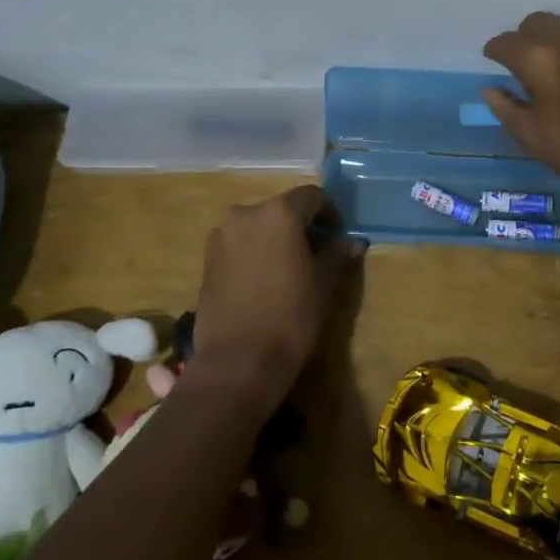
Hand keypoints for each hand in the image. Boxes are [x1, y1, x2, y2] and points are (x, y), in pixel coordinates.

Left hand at [191, 184, 362, 413]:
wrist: (237, 362)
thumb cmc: (290, 317)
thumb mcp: (324, 284)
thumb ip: (337, 255)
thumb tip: (354, 242)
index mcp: (279, 213)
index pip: (312, 197)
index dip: (329, 213)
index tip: (337, 236)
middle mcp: (245, 213)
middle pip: (281, 209)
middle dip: (300, 226)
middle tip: (316, 253)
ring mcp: (221, 236)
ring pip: (257, 226)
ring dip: (274, 238)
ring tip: (288, 268)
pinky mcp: (206, 259)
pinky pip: (238, 244)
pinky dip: (253, 252)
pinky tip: (263, 281)